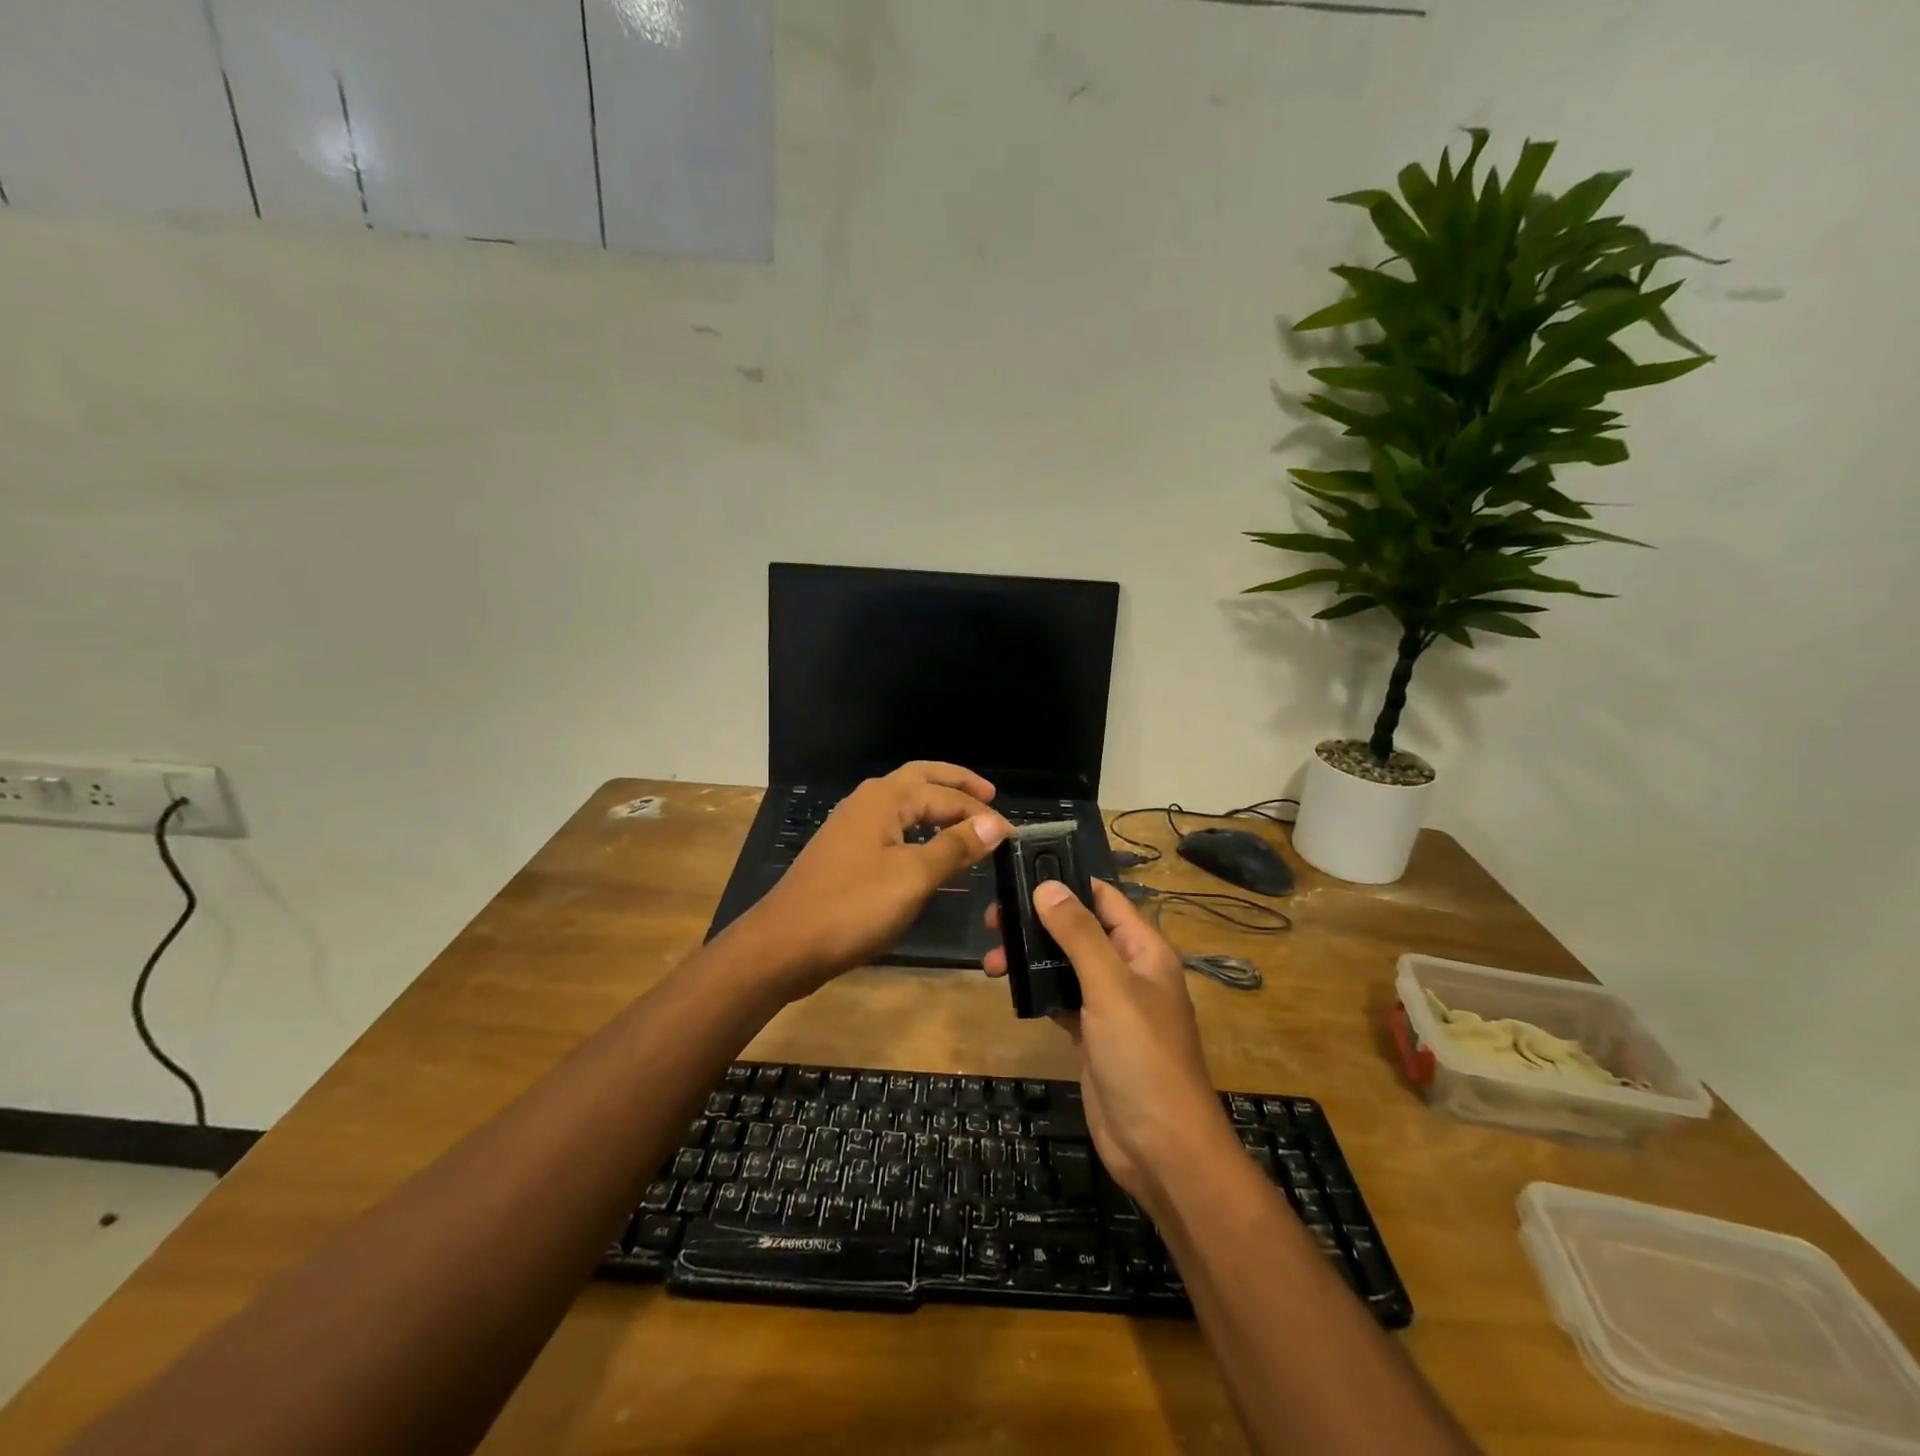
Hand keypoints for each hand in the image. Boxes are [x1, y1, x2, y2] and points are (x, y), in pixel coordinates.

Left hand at [733, 762, 1010, 993]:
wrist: (784, 945)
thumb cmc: (853, 907)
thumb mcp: (913, 878)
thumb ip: (955, 847)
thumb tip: (994, 823)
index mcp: (885, 799)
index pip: (946, 795)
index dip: (981, 813)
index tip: (1012, 835)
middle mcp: (867, 801)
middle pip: (921, 779)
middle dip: (956, 784)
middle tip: (991, 794)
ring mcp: (852, 826)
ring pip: (904, 802)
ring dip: (936, 804)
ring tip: (966, 820)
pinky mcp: (845, 852)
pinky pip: (891, 826)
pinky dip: (918, 827)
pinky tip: (927, 848)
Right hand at [984, 880, 1238, 1208]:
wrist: (1160, 1148)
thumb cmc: (1143, 1057)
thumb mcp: (1110, 987)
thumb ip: (1078, 934)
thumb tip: (1046, 885)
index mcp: (1144, 949)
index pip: (1104, 898)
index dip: (1067, 880)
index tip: (1021, 871)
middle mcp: (1128, 970)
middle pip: (1079, 929)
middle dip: (1039, 920)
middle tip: (993, 919)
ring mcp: (1109, 1005)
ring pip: (1065, 964)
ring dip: (1031, 956)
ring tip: (991, 959)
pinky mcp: (1091, 1034)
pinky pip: (1061, 998)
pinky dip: (1037, 989)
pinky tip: (1009, 986)